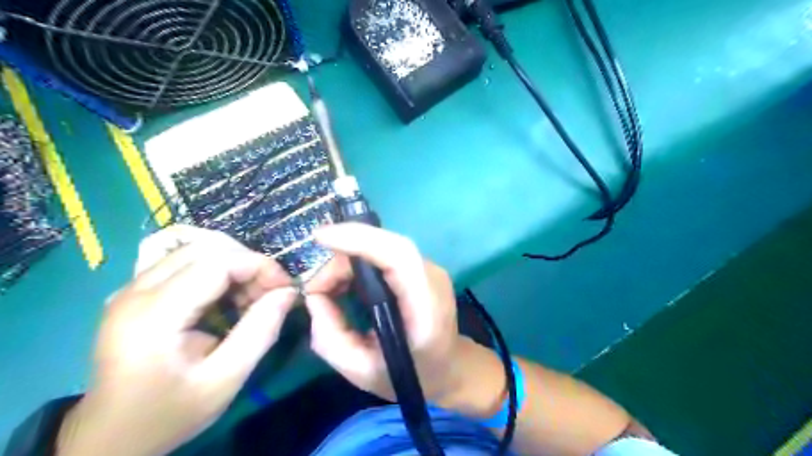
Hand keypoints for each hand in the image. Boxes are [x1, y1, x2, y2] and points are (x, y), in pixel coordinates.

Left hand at [57, 229, 296, 454]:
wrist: (110, 437)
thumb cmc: (169, 413)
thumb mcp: (224, 381)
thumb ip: (260, 332)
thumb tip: (288, 293)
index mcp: (154, 315)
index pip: (217, 262)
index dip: (260, 266)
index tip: (286, 288)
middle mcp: (136, 291)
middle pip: (206, 248)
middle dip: (248, 262)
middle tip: (270, 292)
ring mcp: (131, 288)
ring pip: (196, 249)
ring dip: (233, 264)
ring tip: (251, 295)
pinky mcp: (135, 292)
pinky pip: (184, 262)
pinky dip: (216, 270)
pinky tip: (227, 297)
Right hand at [304, 223, 468, 404]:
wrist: (448, 367)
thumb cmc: (409, 375)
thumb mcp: (362, 371)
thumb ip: (330, 338)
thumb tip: (313, 297)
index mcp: (426, 306)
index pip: (400, 255)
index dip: (360, 239)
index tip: (320, 238)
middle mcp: (432, 277)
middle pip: (385, 246)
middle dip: (342, 257)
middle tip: (315, 286)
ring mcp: (428, 268)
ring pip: (382, 246)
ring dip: (347, 260)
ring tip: (325, 288)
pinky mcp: (419, 268)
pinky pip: (384, 254)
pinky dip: (357, 263)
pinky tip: (343, 283)